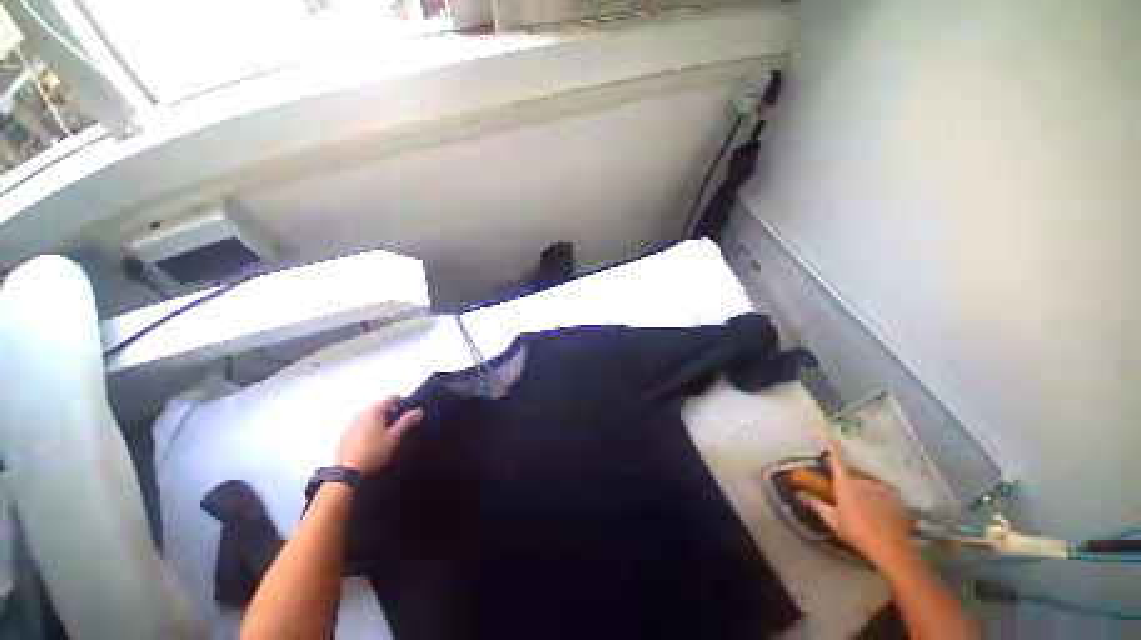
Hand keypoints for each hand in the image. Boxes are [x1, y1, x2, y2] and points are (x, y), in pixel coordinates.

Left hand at [336, 396, 422, 473]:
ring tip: (388, 430)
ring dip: (379, 418)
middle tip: (400, 422)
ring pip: (369, 414)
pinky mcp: (345, 433)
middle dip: (391, 411)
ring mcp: (351, 423)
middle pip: (379, 405)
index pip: (391, 398)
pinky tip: (373, 437)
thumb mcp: (394, 437)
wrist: (348, 473)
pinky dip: (369, 426)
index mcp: (373, 410)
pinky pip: (361, 423)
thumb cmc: (374, 451)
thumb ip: (407, 421)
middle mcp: (360, 412)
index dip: (403, 402)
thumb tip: (418, 410)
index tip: (410, 411)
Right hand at [797, 440, 914, 569]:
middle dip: (850, 487)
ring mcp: (880, 488)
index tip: (830, 438)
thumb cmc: (855, 532)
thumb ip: (816, 505)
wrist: (889, 547)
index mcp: (845, 485)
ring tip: (868, 512)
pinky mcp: (895, 497)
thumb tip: (798, 494)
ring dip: (866, 494)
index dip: (833, 449)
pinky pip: (884, 494)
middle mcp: (862, 481)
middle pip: (853, 479)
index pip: (836, 461)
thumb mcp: (832, 520)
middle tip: (850, 503)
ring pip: (869, 487)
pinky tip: (882, 514)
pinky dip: (881, 500)